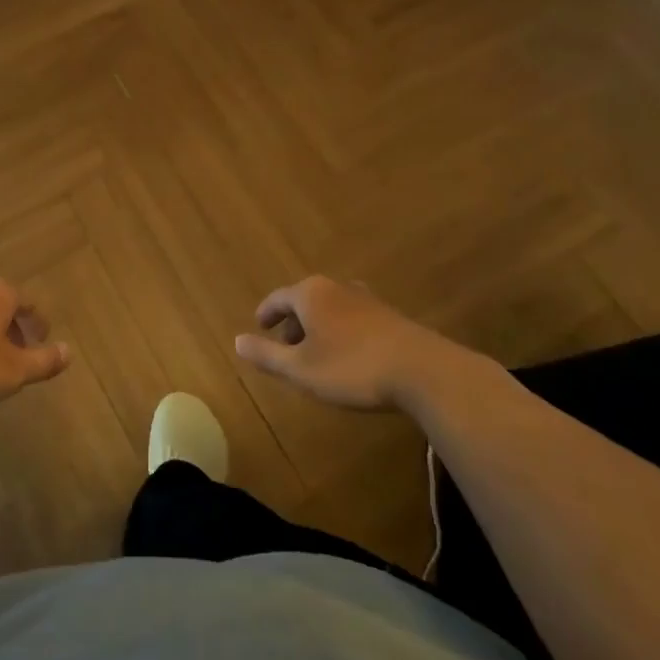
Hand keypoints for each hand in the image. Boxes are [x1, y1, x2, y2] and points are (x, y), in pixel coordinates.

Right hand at [234, 276, 494, 414]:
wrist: (423, 372)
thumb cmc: (352, 368)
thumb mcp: (300, 369)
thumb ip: (267, 355)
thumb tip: (237, 341)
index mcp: (310, 294)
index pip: (278, 298)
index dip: (267, 313)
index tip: (259, 326)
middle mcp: (336, 288)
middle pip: (306, 299)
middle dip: (293, 322)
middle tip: (286, 346)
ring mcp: (366, 300)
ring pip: (331, 308)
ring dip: (319, 327)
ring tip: (317, 353)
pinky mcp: (390, 316)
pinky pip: (353, 318)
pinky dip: (342, 332)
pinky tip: (349, 356)